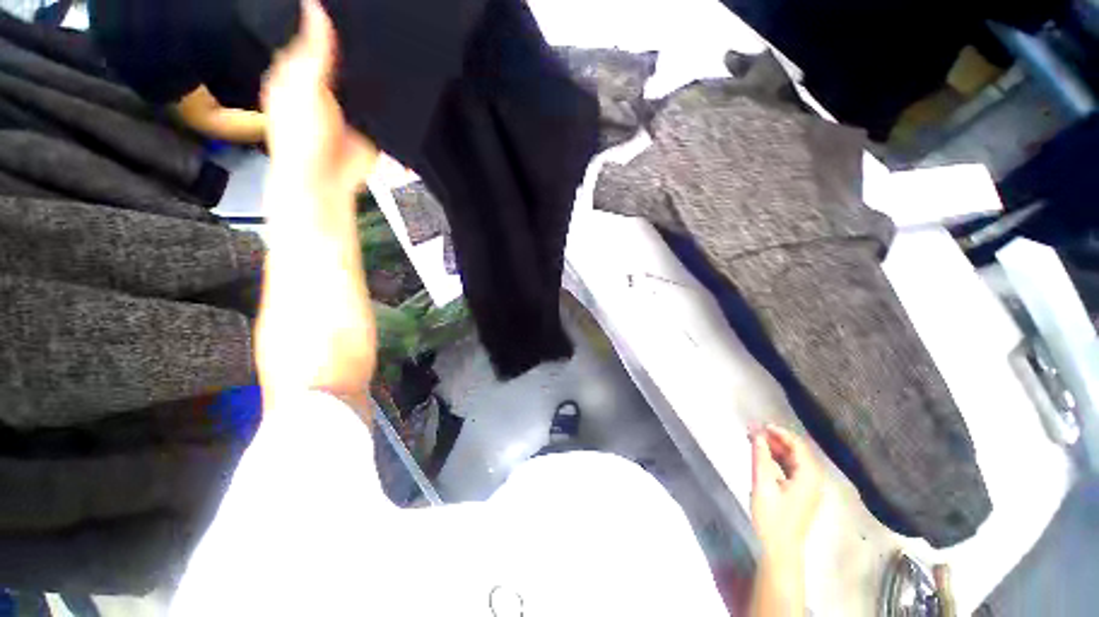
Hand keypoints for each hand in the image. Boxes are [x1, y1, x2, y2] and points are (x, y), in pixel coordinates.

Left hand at [261, 0, 376, 196]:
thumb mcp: (303, 88)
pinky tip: (401, 75)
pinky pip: (382, 99)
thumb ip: (313, 52)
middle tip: (380, 15)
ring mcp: (349, 98)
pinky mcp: (371, 117)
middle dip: (357, 37)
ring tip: (395, 38)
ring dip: (376, 62)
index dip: (326, 14)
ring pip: (364, 72)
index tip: (353, 0)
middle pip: (342, 49)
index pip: (312, 30)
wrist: (330, 180)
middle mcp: (323, 79)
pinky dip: (390, 89)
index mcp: (298, 66)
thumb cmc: (302, 138)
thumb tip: (316, 6)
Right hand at [750, 424, 822, 566]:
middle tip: (754, 431)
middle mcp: (813, 480)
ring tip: (755, 441)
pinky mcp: (800, 495)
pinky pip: (791, 470)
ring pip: (793, 461)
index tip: (761, 425)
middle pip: (797, 452)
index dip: (780, 433)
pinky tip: (763, 457)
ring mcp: (808, 489)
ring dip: (775, 449)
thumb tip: (757, 435)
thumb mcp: (762, 485)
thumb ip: (761, 458)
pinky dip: (777, 460)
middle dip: (776, 439)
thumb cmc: (772, 517)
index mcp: (809, 477)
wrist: (779, 549)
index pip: (798, 446)